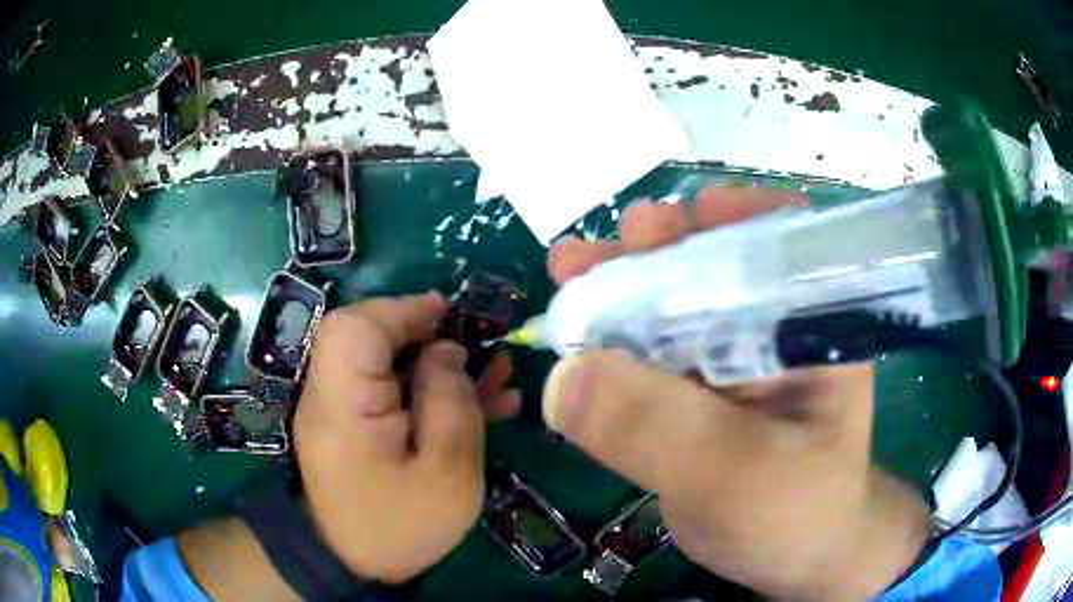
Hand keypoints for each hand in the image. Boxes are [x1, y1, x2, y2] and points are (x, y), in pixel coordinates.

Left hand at [293, 292, 519, 583]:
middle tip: (479, 348)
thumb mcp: (445, 472)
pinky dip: (427, 388)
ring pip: (385, 361)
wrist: (354, 561)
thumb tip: (446, 351)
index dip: (402, 309)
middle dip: (427, 334)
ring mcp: (341, 408)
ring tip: (495, 375)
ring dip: (437, 362)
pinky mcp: (354, 423)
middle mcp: (332, 394)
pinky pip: (388, 390)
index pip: (357, 327)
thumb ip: (449, 403)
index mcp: (344, 402)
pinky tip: (481, 401)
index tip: (450, 313)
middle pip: (369, 337)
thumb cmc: (401, 524)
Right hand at [544, 187, 930, 599]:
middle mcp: (775, 327)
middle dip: (650, 250)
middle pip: (712, 263)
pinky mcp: (702, 391)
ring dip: (618, 287)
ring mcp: (735, 358)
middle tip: (592, 253)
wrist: (794, 558)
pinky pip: (652, 351)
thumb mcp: (734, 477)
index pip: (777, 241)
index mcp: (811, 326)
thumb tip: (563, 376)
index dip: (720, 218)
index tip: (660, 226)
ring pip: (673, 303)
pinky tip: (575, 334)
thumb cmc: (794, 516)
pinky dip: (611, 339)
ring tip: (568, 273)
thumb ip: (656, 428)